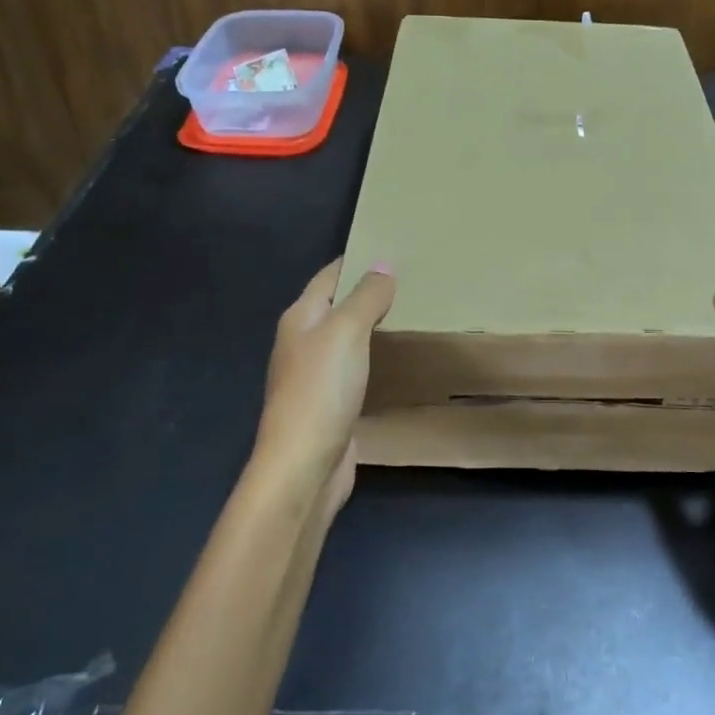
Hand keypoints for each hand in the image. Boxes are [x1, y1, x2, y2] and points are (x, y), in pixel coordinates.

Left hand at [255, 258, 395, 517]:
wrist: (304, 465)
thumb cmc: (321, 389)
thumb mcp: (346, 331)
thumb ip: (366, 297)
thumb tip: (383, 265)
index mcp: (300, 318)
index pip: (330, 275)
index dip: (357, 260)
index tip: (393, 248)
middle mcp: (303, 342)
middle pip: (338, 306)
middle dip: (369, 292)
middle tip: (413, 280)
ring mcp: (315, 376)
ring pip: (347, 339)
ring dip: (373, 326)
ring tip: (412, 312)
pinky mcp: (330, 404)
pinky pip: (355, 368)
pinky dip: (375, 357)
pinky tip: (397, 358)